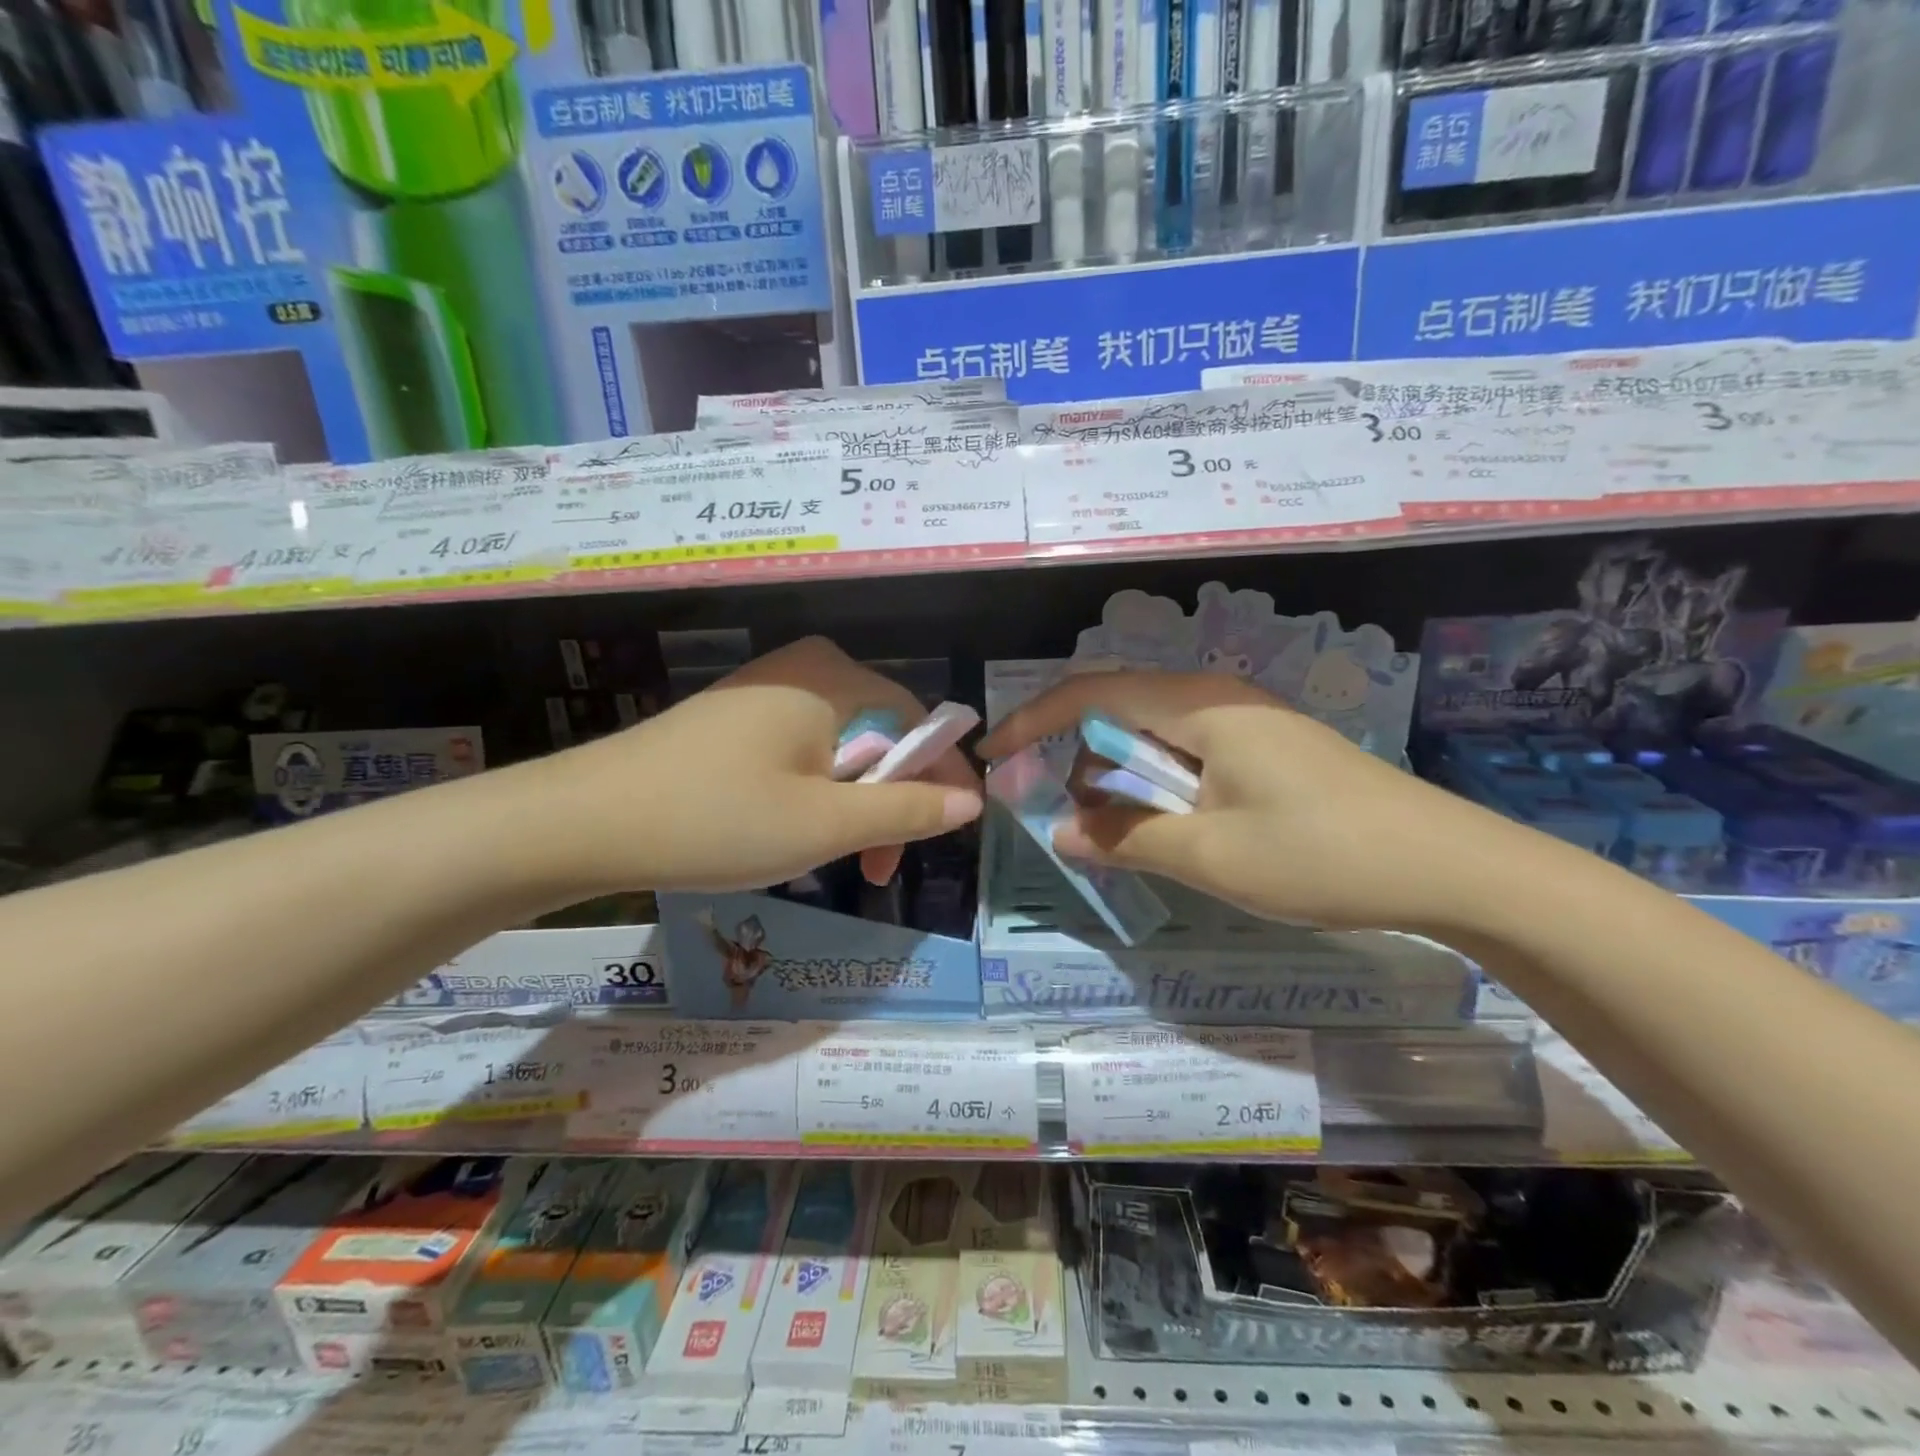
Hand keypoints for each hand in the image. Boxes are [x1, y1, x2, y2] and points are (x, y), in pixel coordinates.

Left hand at [519, 638, 981, 894]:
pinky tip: (793, 832)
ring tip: (837, 860)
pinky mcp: (735, 717)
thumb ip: (907, 811)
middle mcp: (804, 669)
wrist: (585, 822)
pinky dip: (814, 793)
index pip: (918, 720)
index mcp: (833, 678)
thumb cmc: (718, 819)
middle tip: (877, 867)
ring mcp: (764, 690)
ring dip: (853, 805)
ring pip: (840, 748)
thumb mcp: (825, 824)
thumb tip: (971, 802)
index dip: (944, 776)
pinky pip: (801, 750)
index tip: (954, 831)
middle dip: (891, 802)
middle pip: (880, 734)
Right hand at [977, 669, 1507, 931]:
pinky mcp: (1267, 749)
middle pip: (1119, 710)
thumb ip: (1126, 838)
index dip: (1034, 720)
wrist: (1451, 866)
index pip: (1091, 694)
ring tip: (1118, 832)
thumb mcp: (1210, 855)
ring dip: (1122, 778)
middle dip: (1077, 757)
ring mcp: (1247, 722)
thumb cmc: (1322, 854)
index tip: (994, 755)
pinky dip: (1158, 786)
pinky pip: (1188, 754)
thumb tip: (1061, 831)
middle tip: (1061, 813)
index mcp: (1198, 706)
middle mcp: (1217, 698)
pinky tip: (1171, 827)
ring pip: (1154, 735)